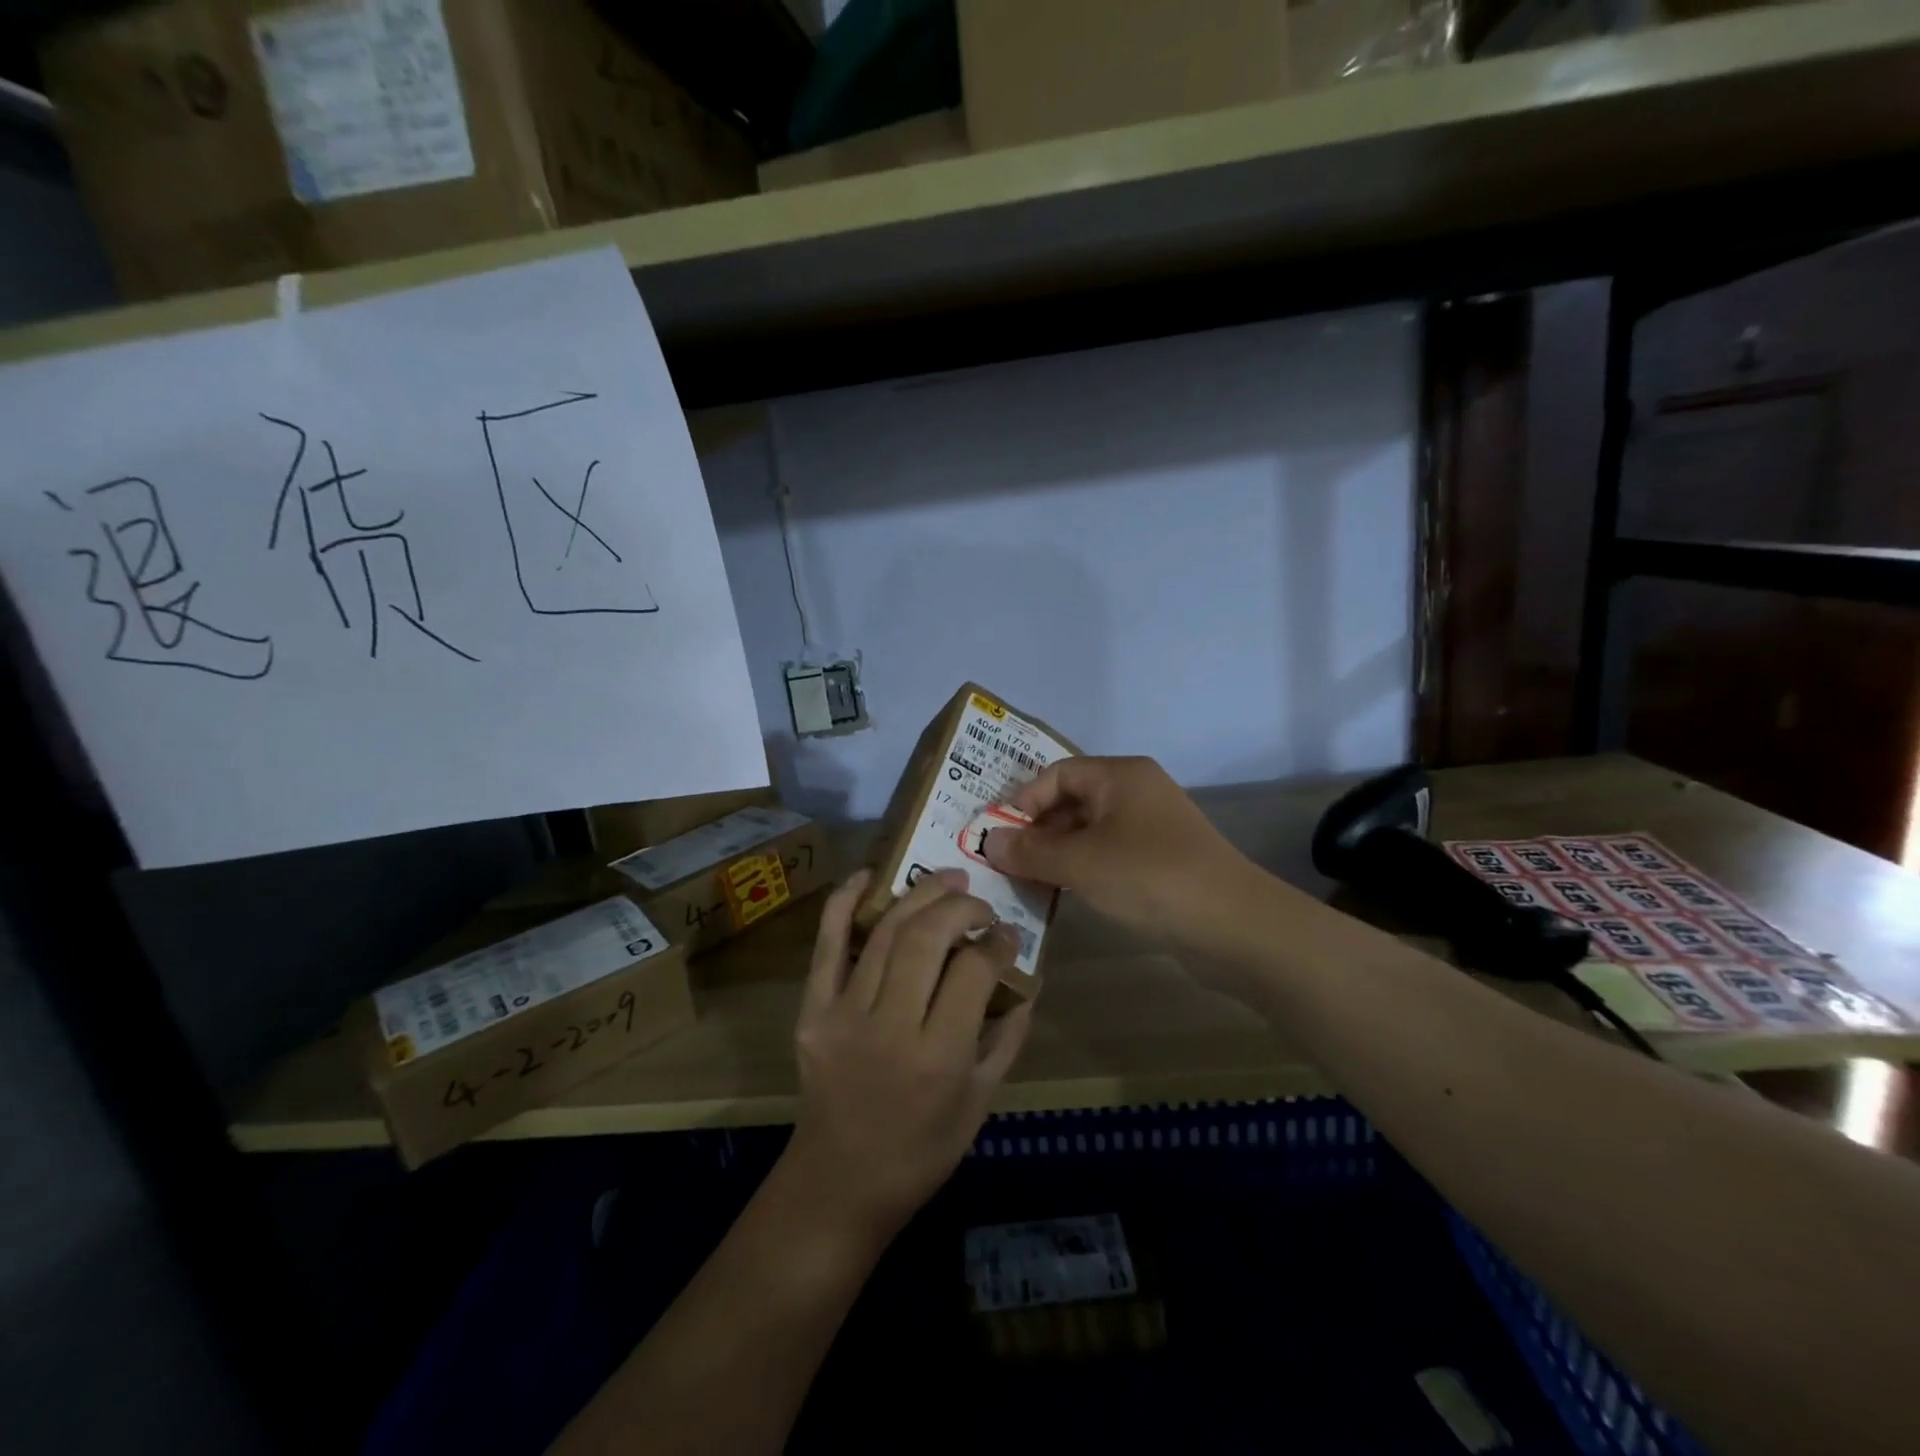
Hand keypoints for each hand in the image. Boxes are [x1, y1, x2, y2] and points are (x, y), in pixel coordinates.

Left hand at [785, 867, 1034, 1242]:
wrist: (839, 1182)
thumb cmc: (921, 1150)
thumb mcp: (981, 1101)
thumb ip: (1008, 1036)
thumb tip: (1027, 978)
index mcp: (938, 1057)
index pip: (973, 970)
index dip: (997, 942)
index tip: (1006, 935)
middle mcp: (890, 1027)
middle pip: (926, 937)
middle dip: (961, 907)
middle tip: (979, 903)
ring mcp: (844, 1014)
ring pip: (885, 932)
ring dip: (920, 895)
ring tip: (947, 880)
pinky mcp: (812, 1010)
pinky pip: (826, 944)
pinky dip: (844, 902)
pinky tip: (869, 875)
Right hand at [982, 755, 1264, 954]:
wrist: (1234, 925)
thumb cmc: (1149, 877)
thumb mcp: (1080, 863)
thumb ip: (1030, 851)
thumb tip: (988, 842)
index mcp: (1120, 775)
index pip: (1056, 774)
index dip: (1022, 802)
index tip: (998, 837)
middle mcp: (1137, 791)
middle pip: (1072, 801)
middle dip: (1037, 830)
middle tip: (1006, 863)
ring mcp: (1152, 827)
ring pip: (1089, 830)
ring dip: (1057, 853)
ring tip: (1028, 881)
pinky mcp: (1162, 860)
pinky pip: (1109, 853)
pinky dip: (1083, 868)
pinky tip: (1064, 893)